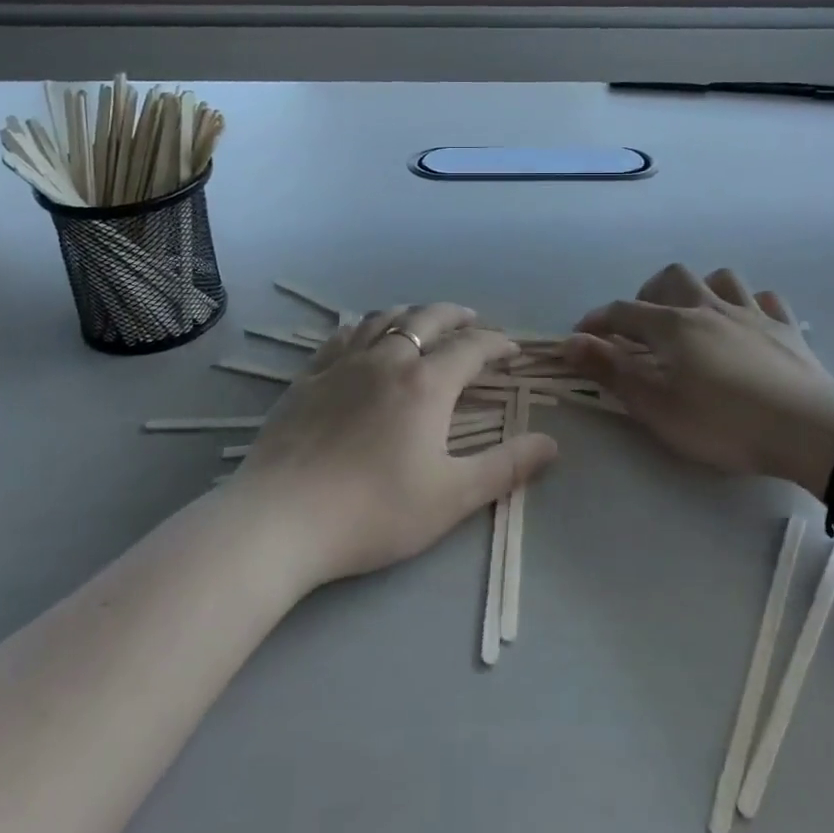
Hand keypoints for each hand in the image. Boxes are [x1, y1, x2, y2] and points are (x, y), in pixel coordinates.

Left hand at [230, 302, 557, 585]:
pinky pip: (342, 336)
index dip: (497, 344)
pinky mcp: (308, 378)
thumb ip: (505, 467)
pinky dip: (365, 327)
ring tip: (424, 321)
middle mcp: (388, 359)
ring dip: (412, 313)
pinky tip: (365, 337)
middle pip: (428, 319)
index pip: (472, 347)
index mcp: (426, 383)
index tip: (512, 351)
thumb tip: (552, 444)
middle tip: (474, 321)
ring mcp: (343, 364)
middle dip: (457, 315)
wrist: (281, 519)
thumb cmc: (374, 511)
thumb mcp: (452, 496)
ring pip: (384, 318)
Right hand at [564, 264, 833, 492]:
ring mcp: (752, 314)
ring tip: (694, 316)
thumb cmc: (725, 424)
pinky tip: (747, 323)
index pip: (624, 312)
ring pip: (721, 278)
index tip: (581, 336)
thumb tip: (571, 342)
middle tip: (643, 326)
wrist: (809, 431)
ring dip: (700, 290)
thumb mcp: (658, 408)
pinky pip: (766, 300)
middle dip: (648, 294)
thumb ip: (612, 372)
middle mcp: (710, 308)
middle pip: (672, 278)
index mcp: (674, 326)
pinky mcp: (787, 329)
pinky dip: (749, 305)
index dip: (597, 321)